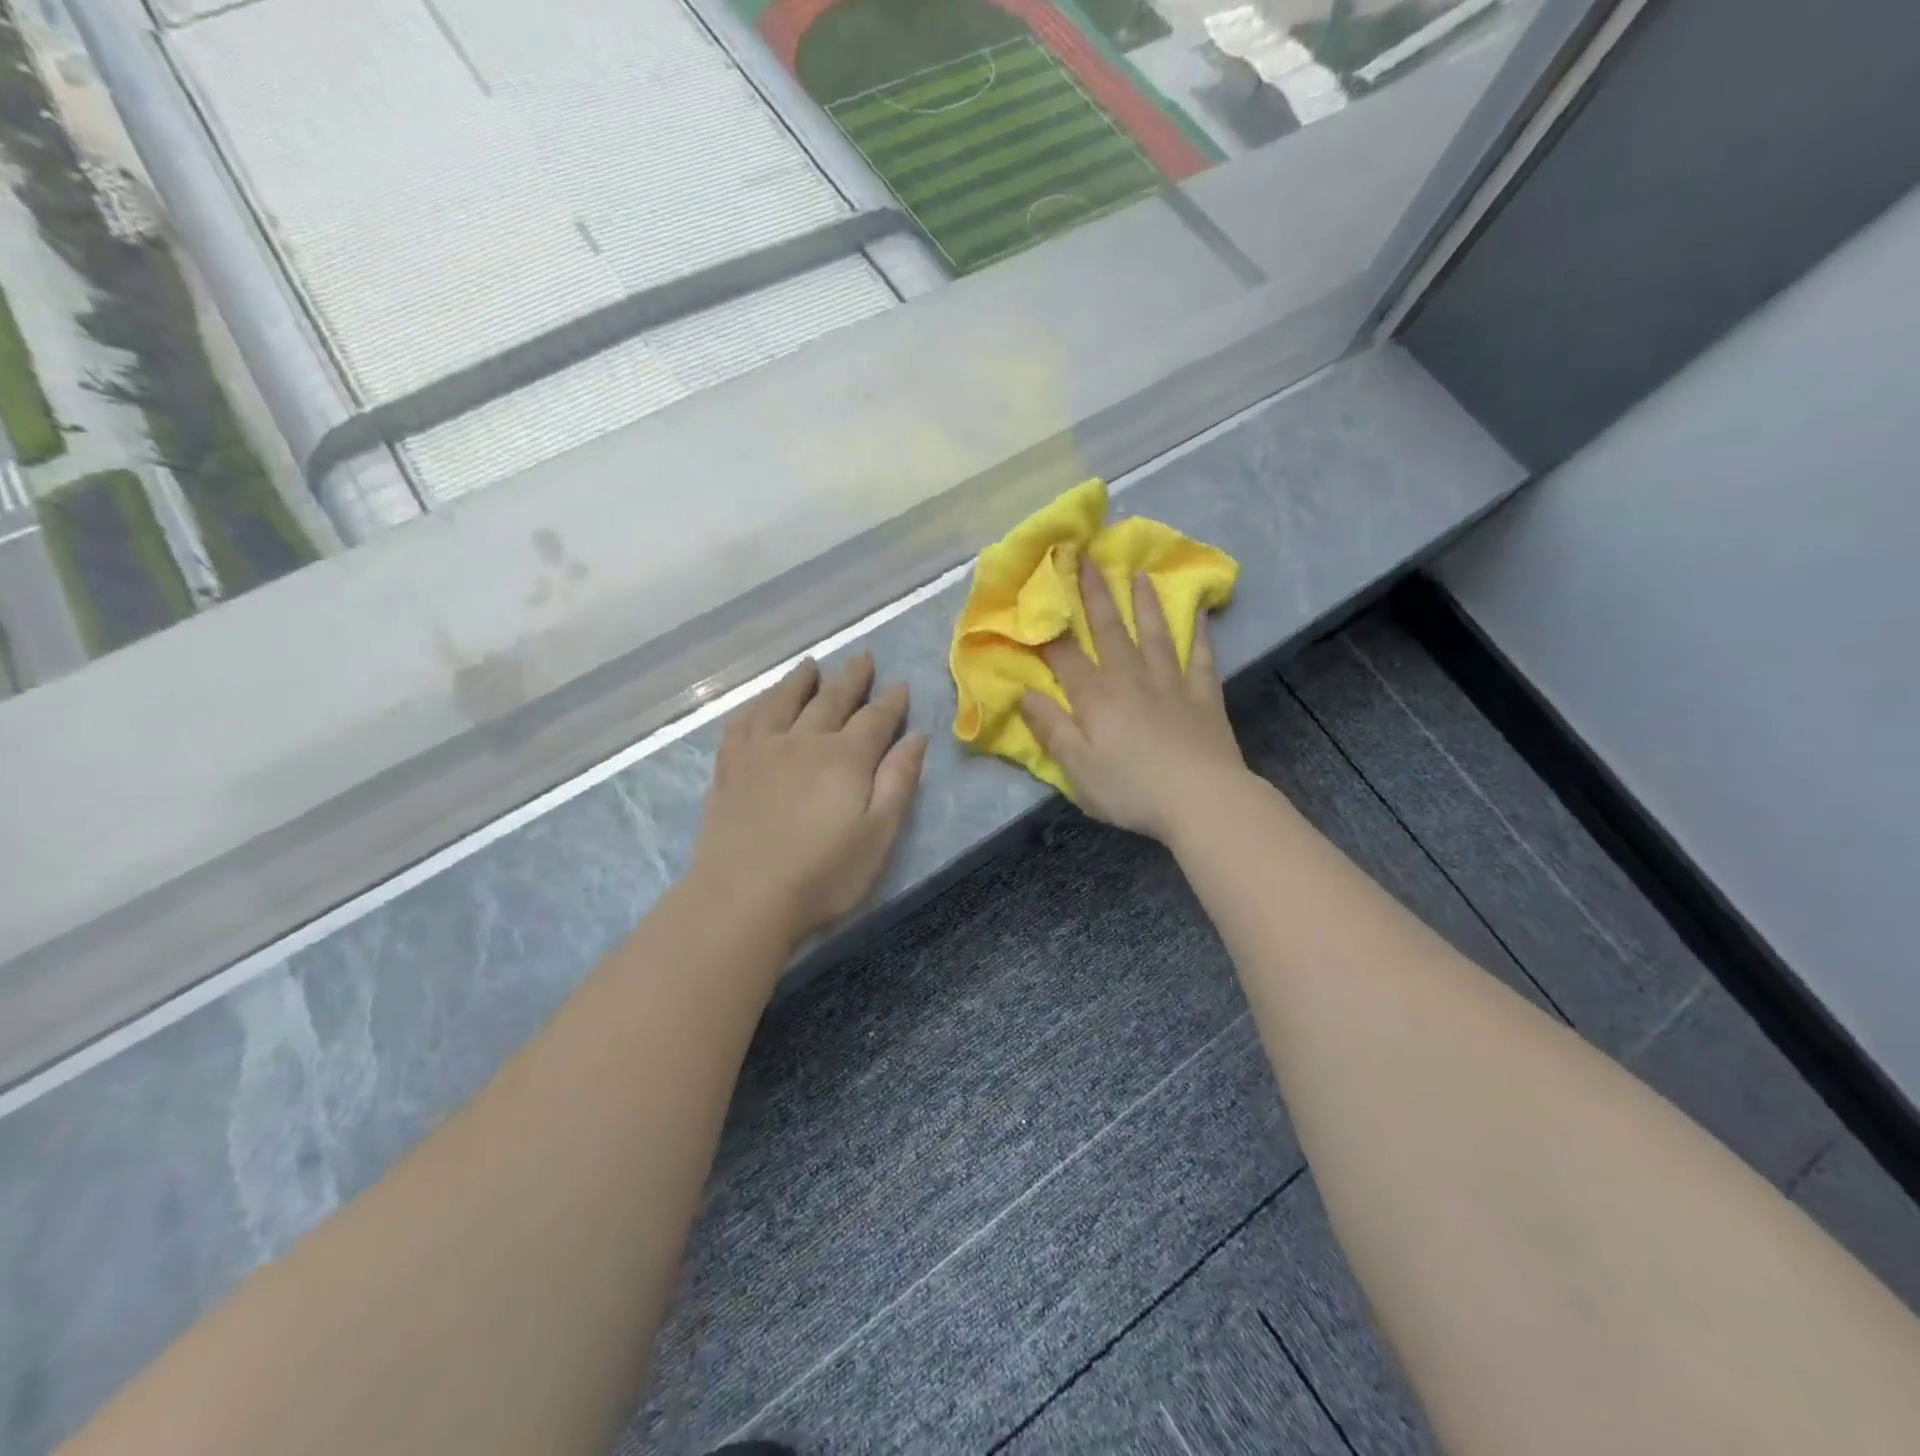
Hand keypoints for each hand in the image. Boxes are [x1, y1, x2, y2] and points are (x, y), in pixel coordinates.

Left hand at [691, 653, 928, 942]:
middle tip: (863, 658)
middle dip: (851, 677)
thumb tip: (916, 736)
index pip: (875, 718)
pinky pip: (742, 722)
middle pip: (831, 698)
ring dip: (801, 680)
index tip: (901, 685)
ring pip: (783, 700)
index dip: (891, 701)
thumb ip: (898, 781)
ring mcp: (760, 751)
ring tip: (811, 665)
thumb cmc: (823, 875)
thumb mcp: (879, 834)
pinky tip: (760, 704)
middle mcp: (803, 741)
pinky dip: (756, 706)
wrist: (743, 899)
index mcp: (845, 757)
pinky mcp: (729, 768)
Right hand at [1019, 559, 1248, 843]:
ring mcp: (1171, 683)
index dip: (1049, 627)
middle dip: (1095, 594)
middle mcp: (1131, 679)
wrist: (1203, 800)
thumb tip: (1024, 693)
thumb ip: (1051, 728)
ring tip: (1139, 573)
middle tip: (1087, 558)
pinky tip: (1200, 612)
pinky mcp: (1204, 696)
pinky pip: (1201, 656)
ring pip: (1154, 633)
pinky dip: (1200, 632)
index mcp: (1096, 698)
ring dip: (1145, 602)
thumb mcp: (1078, 768)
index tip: (1039, 595)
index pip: (1065, 656)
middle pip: (1109, 630)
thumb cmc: (1132, 789)